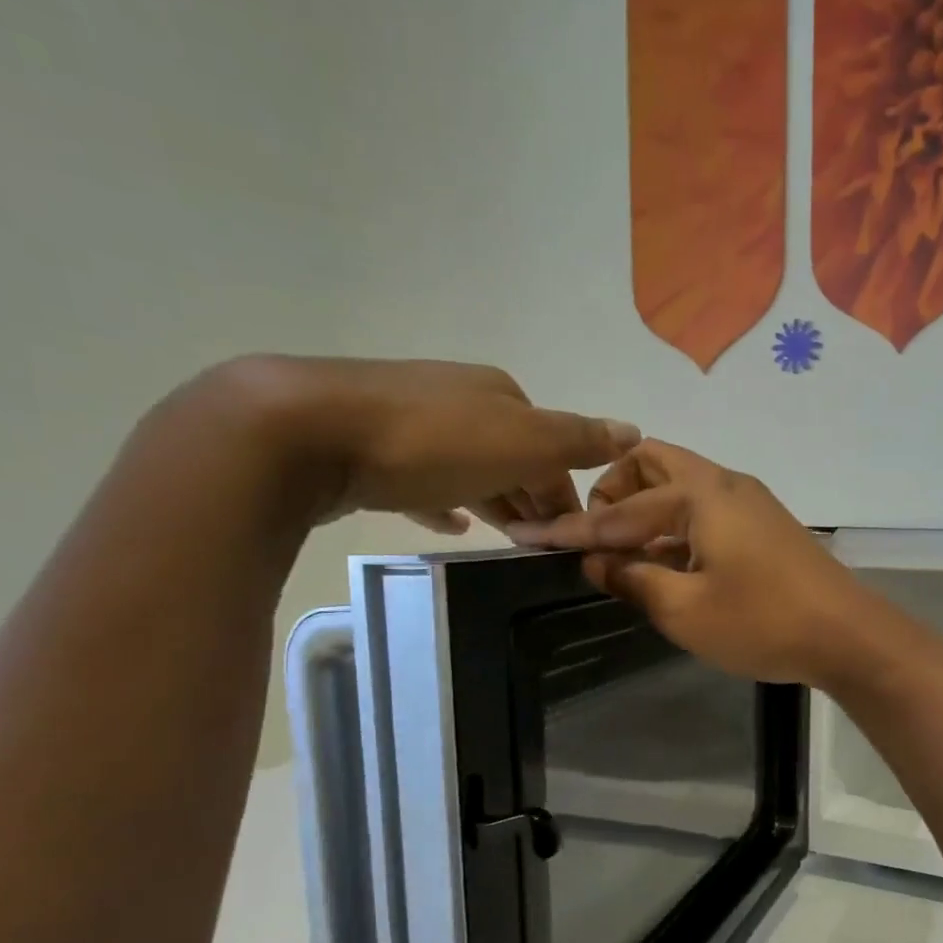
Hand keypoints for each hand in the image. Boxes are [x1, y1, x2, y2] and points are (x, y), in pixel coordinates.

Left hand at [174, 355, 638, 533]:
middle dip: (533, 498)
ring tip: (510, 542)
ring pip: (470, 469)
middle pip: (513, 457)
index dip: (567, 491)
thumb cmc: (432, 441)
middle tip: (544, 547)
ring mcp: (411, 422)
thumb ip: (577, 439)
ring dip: (495, 501)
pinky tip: (449, 526)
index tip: (572, 538)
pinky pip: (423, 483)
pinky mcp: (371, 450)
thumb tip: (634, 429)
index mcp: (500, 395)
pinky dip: (445, 502)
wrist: (308, 431)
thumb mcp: (522, 442)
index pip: (552, 446)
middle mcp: (460, 400)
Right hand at [508, 440, 883, 685]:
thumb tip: (596, 562)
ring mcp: (749, 502)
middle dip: (614, 493)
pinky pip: (705, 510)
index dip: (573, 528)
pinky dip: (675, 528)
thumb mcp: (685, 610)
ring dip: (646, 512)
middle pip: (652, 464)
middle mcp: (724, 483)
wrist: (848, 635)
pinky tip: (667, 566)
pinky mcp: (764, 525)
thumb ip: (634, 580)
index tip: (530, 536)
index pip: (621, 510)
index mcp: (700, 495)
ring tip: (626, 559)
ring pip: (680, 487)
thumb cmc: (762, 622)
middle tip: (597, 537)